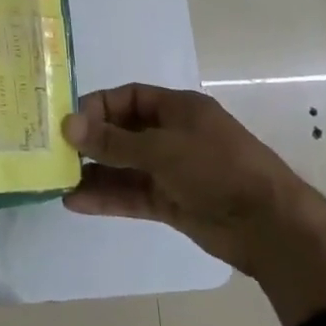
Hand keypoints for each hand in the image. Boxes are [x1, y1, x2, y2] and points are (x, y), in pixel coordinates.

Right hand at [63, 84, 325, 325]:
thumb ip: (113, 141)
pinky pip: (131, 194)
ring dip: (93, 172)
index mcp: (178, 109)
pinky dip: (107, 197)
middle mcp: (172, 135)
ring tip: (56, 179)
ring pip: (123, 166)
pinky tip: (75, 202)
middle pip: (123, 132)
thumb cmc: (218, 169)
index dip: (98, 107)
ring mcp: (172, 171)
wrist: (271, 227)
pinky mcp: (171, 203)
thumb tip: (67, 125)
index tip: (68, 123)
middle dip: (90, 141)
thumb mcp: (162, 149)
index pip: (128, 98)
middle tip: (54, 152)